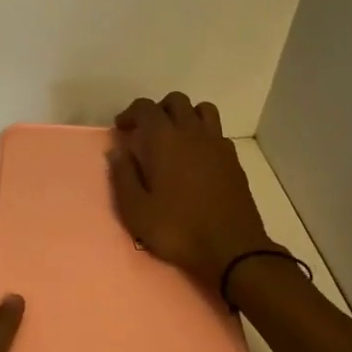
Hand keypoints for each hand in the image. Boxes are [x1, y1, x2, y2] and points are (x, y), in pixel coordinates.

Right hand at [109, 93, 277, 293]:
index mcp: (165, 140)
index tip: (122, 130)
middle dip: (158, 110)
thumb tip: (118, 151)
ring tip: (174, 138)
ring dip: (185, 116)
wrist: (232, 250)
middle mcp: (192, 133)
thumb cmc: (177, 229)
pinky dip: (204, 135)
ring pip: (202, 110)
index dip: (131, 113)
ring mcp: (217, 145)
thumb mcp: (136, 210)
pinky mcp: (234, 160)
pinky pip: (217, 133)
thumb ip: (123, 176)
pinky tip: (196, 158)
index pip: (146, 107)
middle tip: (146, 132)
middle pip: (176, 101)